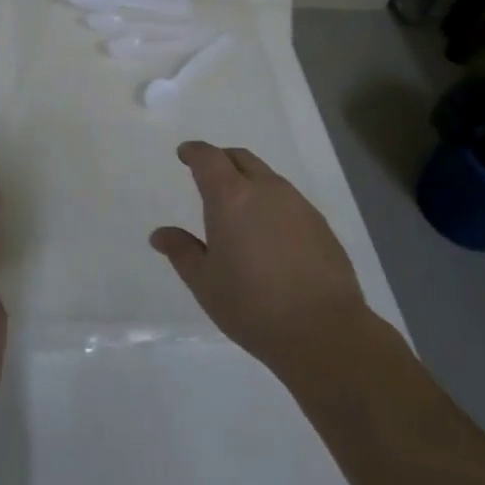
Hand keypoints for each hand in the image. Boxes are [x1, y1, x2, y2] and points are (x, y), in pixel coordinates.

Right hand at [150, 142, 370, 378]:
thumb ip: (182, 252)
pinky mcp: (320, 224)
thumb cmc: (252, 306)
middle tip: (209, 176)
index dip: (194, 152)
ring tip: (240, 208)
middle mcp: (266, 189)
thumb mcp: (205, 283)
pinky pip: (289, 200)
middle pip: (240, 158)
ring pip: (268, 177)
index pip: (208, 158)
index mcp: (230, 197)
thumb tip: (160, 234)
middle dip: (221, 160)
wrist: (324, 332)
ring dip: (249, 181)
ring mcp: (298, 204)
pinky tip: (270, 233)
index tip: (185, 154)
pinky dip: (272, 203)